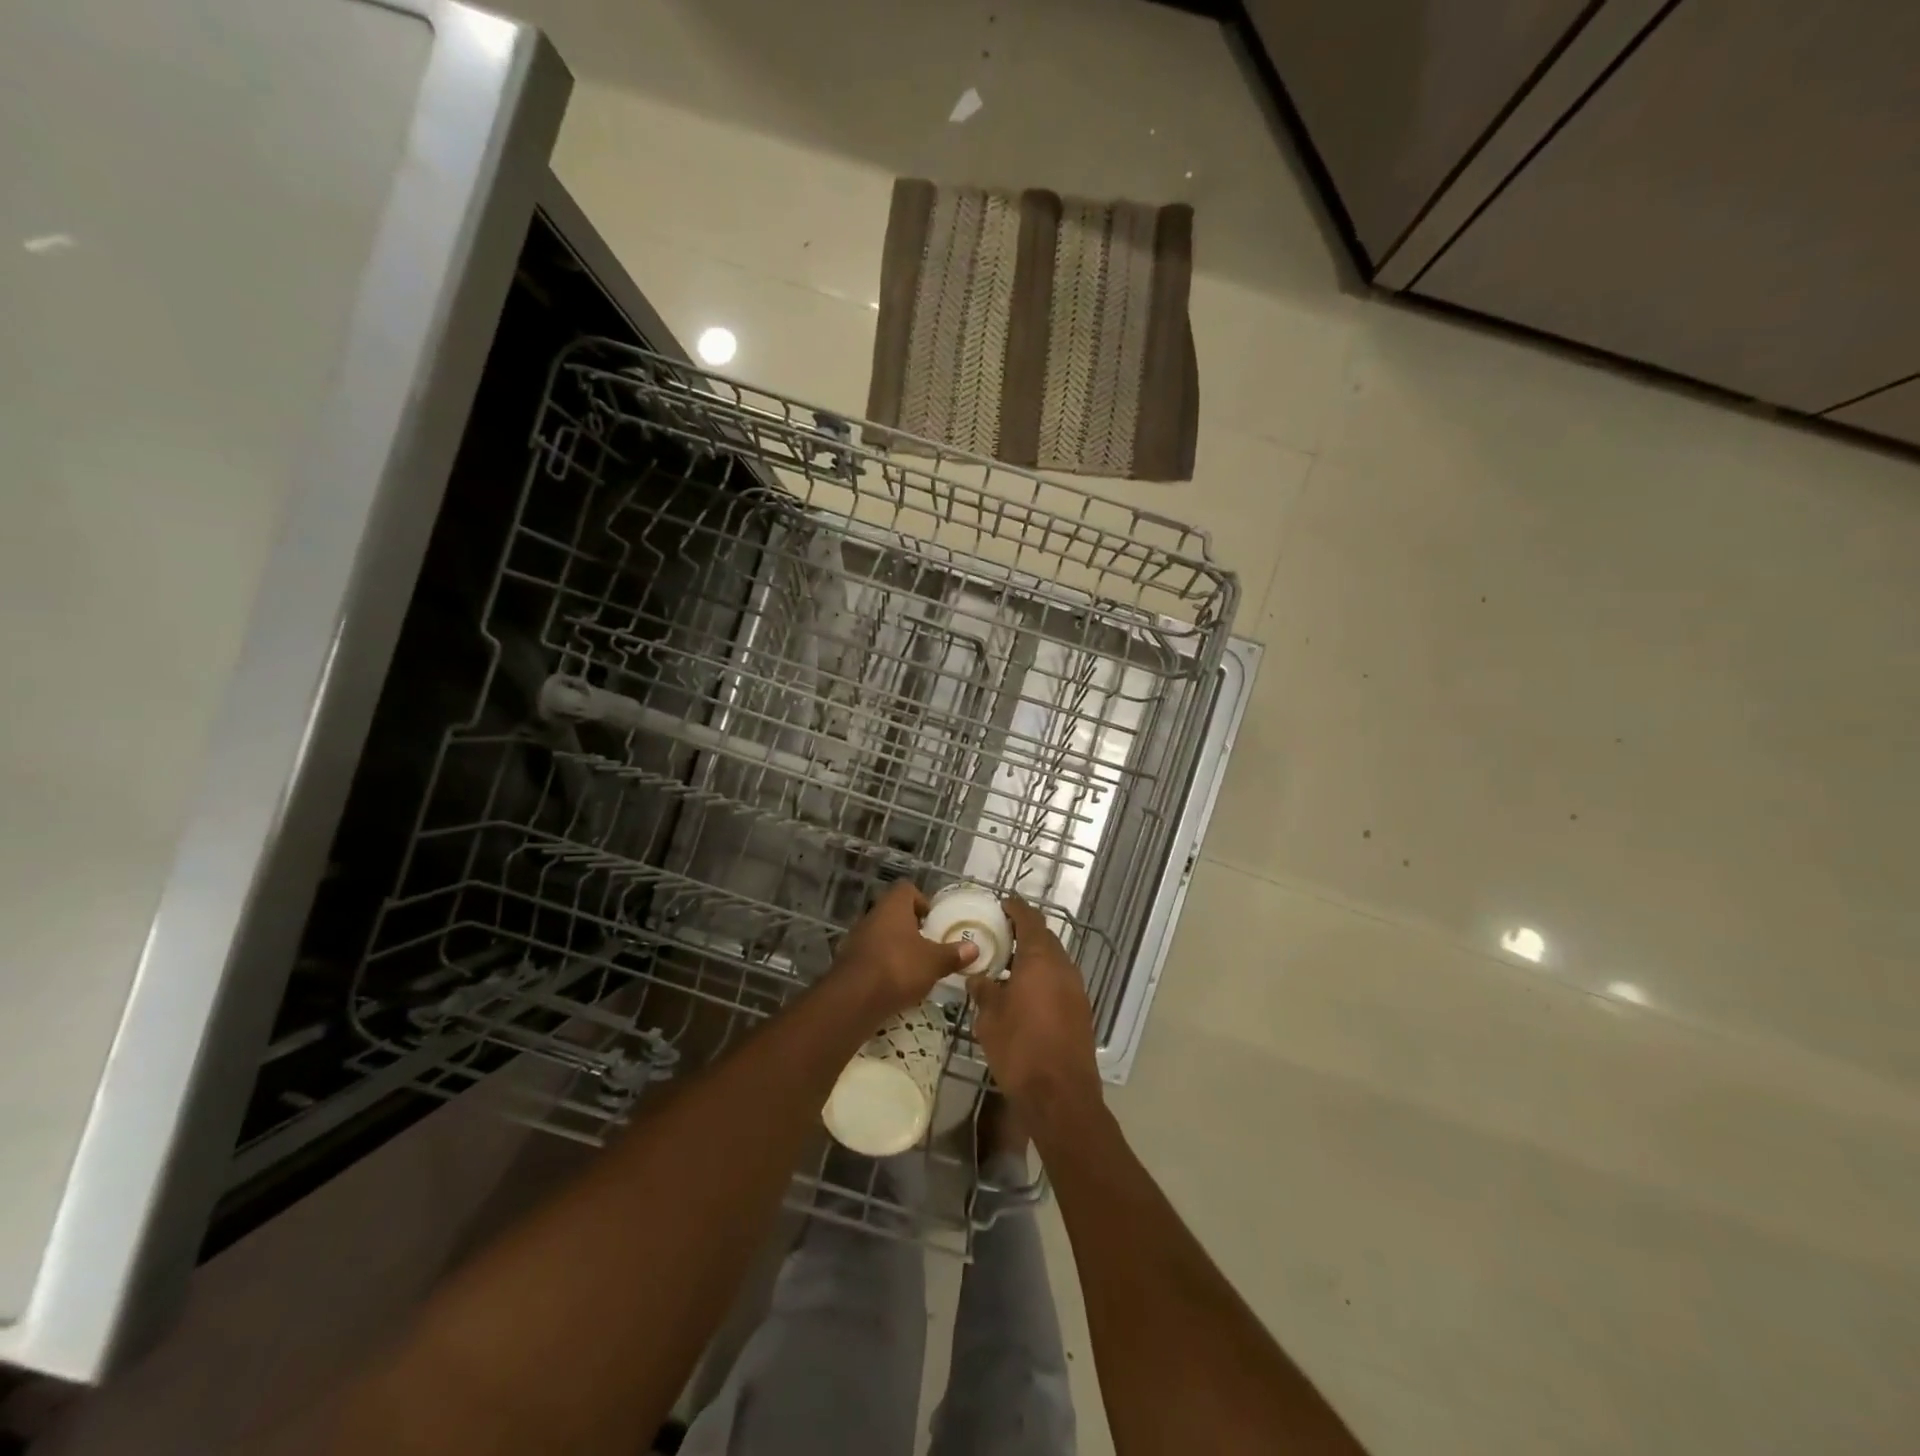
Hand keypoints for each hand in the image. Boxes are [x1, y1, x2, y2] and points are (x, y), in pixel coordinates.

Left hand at [833, 881, 976, 1019]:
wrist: (853, 999)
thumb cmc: (898, 968)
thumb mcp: (933, 962)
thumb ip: (953, 954)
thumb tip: (974, 948)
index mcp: (893, 906)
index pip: (907, 890)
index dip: (922, 901)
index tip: (933, 921)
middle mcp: (872, 916)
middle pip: (894, 914)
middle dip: (911, 928)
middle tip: (929, 946)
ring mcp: (857, 939)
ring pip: (882, 936)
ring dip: (897, 948)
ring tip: (915, 968)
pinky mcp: (849, 963)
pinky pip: (872, 957)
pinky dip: (884, 967)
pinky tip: (897, 985)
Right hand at [968, 897, 1101, 1114]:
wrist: (1060, 1095)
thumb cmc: (1020, 1048)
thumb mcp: (990, 1017)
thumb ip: (984, 990)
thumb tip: (978, 977)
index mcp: (1041, 959)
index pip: (1030, 919)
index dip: (1016, 908)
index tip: (1002, 904)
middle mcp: (1063, 967)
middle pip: (1045, 938)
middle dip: (1024, 933)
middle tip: (999, 935)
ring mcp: (1076, 989)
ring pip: (1054, 961)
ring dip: (1034, 957)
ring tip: (1007, 965)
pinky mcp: (1081, 1011)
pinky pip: (1060, 981)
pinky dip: (1043, 978)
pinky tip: (1024, 993)